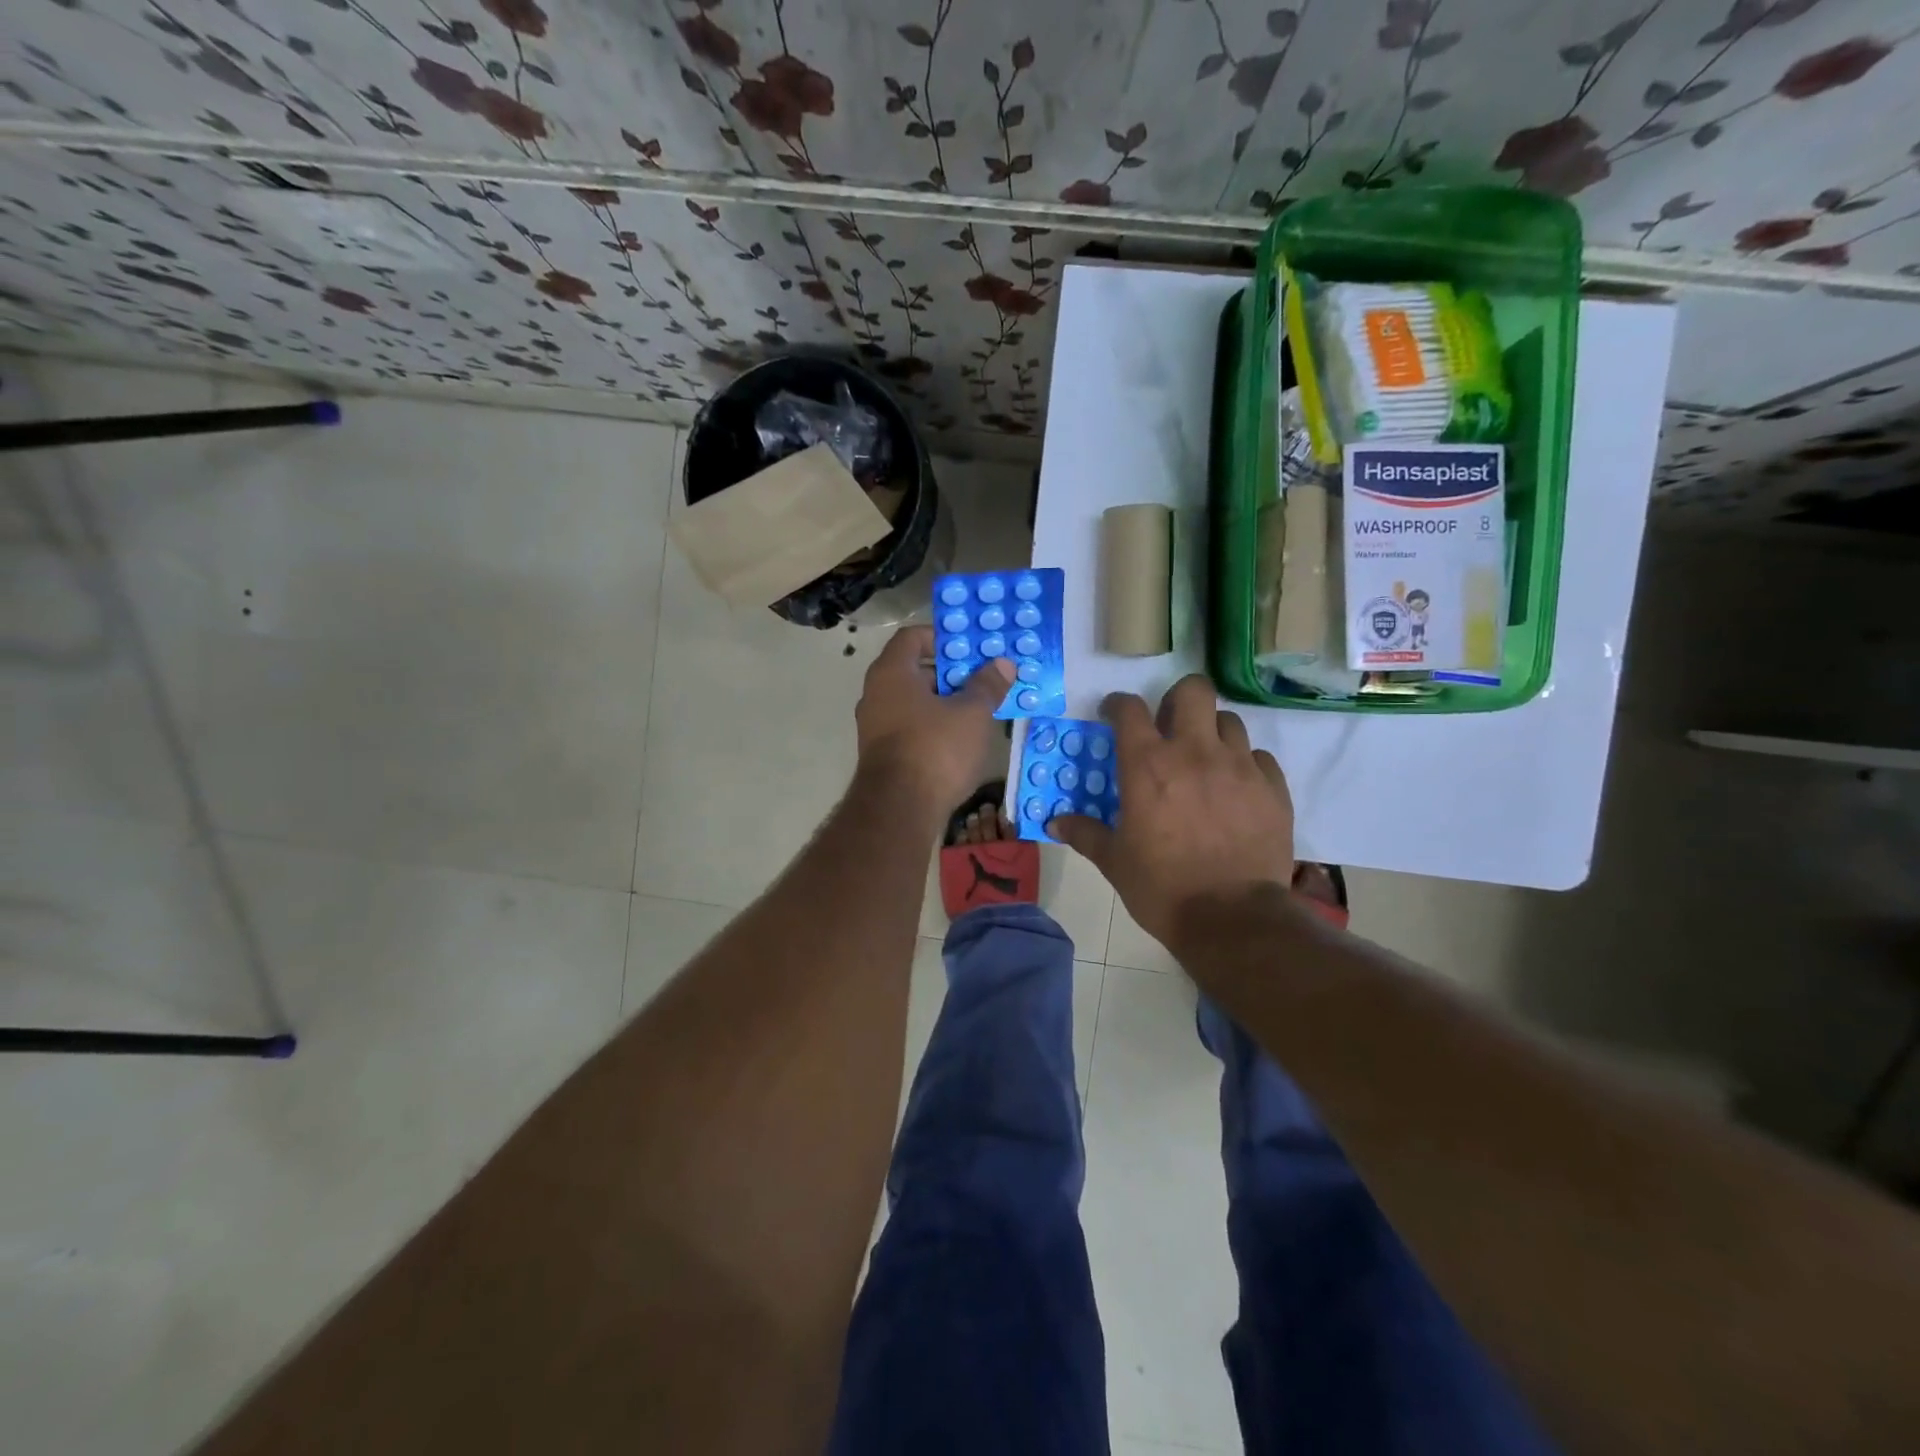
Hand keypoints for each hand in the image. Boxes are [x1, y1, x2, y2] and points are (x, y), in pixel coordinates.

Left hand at [855, 625, 1012, 817]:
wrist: (899, 811)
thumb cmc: (936, 749)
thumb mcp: (972, 714)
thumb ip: (987, 685)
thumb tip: (1003, 664)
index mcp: (892, 673)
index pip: (912, 637)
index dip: (943, 637)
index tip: (972, 649)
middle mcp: (876, 694)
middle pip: (914, 669)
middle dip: (950, 673)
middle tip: (984, 679)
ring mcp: (875, 726)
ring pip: (914, 701)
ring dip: (944, 702)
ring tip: (979, 709)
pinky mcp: (882, 754)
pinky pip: (910, 727)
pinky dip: (933, 725)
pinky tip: (961, 739)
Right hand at [1050, 675, 1294, 948]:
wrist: (1231, 919)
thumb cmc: (1161, 887)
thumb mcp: (1114, 861)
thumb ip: (1085, 833)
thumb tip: (1055, 823)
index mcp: (1148, 764)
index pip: (1129, 708)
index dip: (1118, 705)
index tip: (1114, 715)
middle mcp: (1195, 752)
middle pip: (1193, 690)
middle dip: (1177, 699)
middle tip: (1169, 725)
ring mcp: (1239, 766)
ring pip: (1230, 720)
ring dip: (1213, 731)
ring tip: (1205, 759)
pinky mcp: (1273, 788)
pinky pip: (1259, 757)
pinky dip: (1245, 764)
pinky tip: (1236, 787)